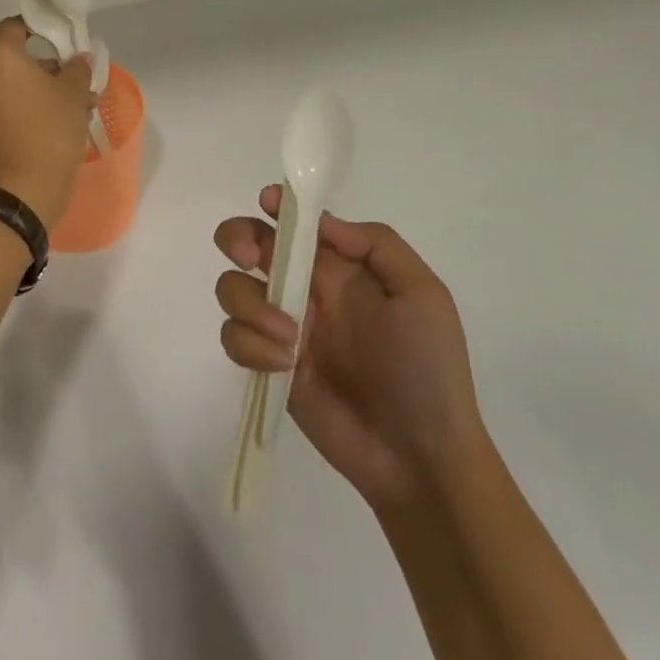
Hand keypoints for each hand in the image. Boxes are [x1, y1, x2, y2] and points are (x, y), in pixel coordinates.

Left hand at [0, 18, 95, 223]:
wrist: (17, 193)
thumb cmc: (47, 132)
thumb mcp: (73, 94)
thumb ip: (77, 68)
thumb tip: (78, 58)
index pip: (16, 26)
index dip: (43, 29)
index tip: (67, 43)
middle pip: (13, 57)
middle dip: (46, 65)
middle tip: (76, 79)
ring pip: (9, 84)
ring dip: (38, 89)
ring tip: (74, 106)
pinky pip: (1, 105)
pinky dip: (24, 107)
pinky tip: (55, 123)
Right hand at [214, 187, 483, 511]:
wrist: (419, 454)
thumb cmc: (427, 367)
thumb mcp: (421, 293)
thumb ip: (375, 244)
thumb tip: (320, 220)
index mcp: (339, 266)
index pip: (297, 223)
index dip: (276, 206)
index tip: (267, 204)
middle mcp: (305, 288)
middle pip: (248, 243)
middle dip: (238, 239)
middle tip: (251, 258)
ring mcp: (282, 327)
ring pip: (232, 288)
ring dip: (251, 304)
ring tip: (292, 338)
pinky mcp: (266, 366)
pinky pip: (234, 337)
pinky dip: (251, 345)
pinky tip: (287, 366)